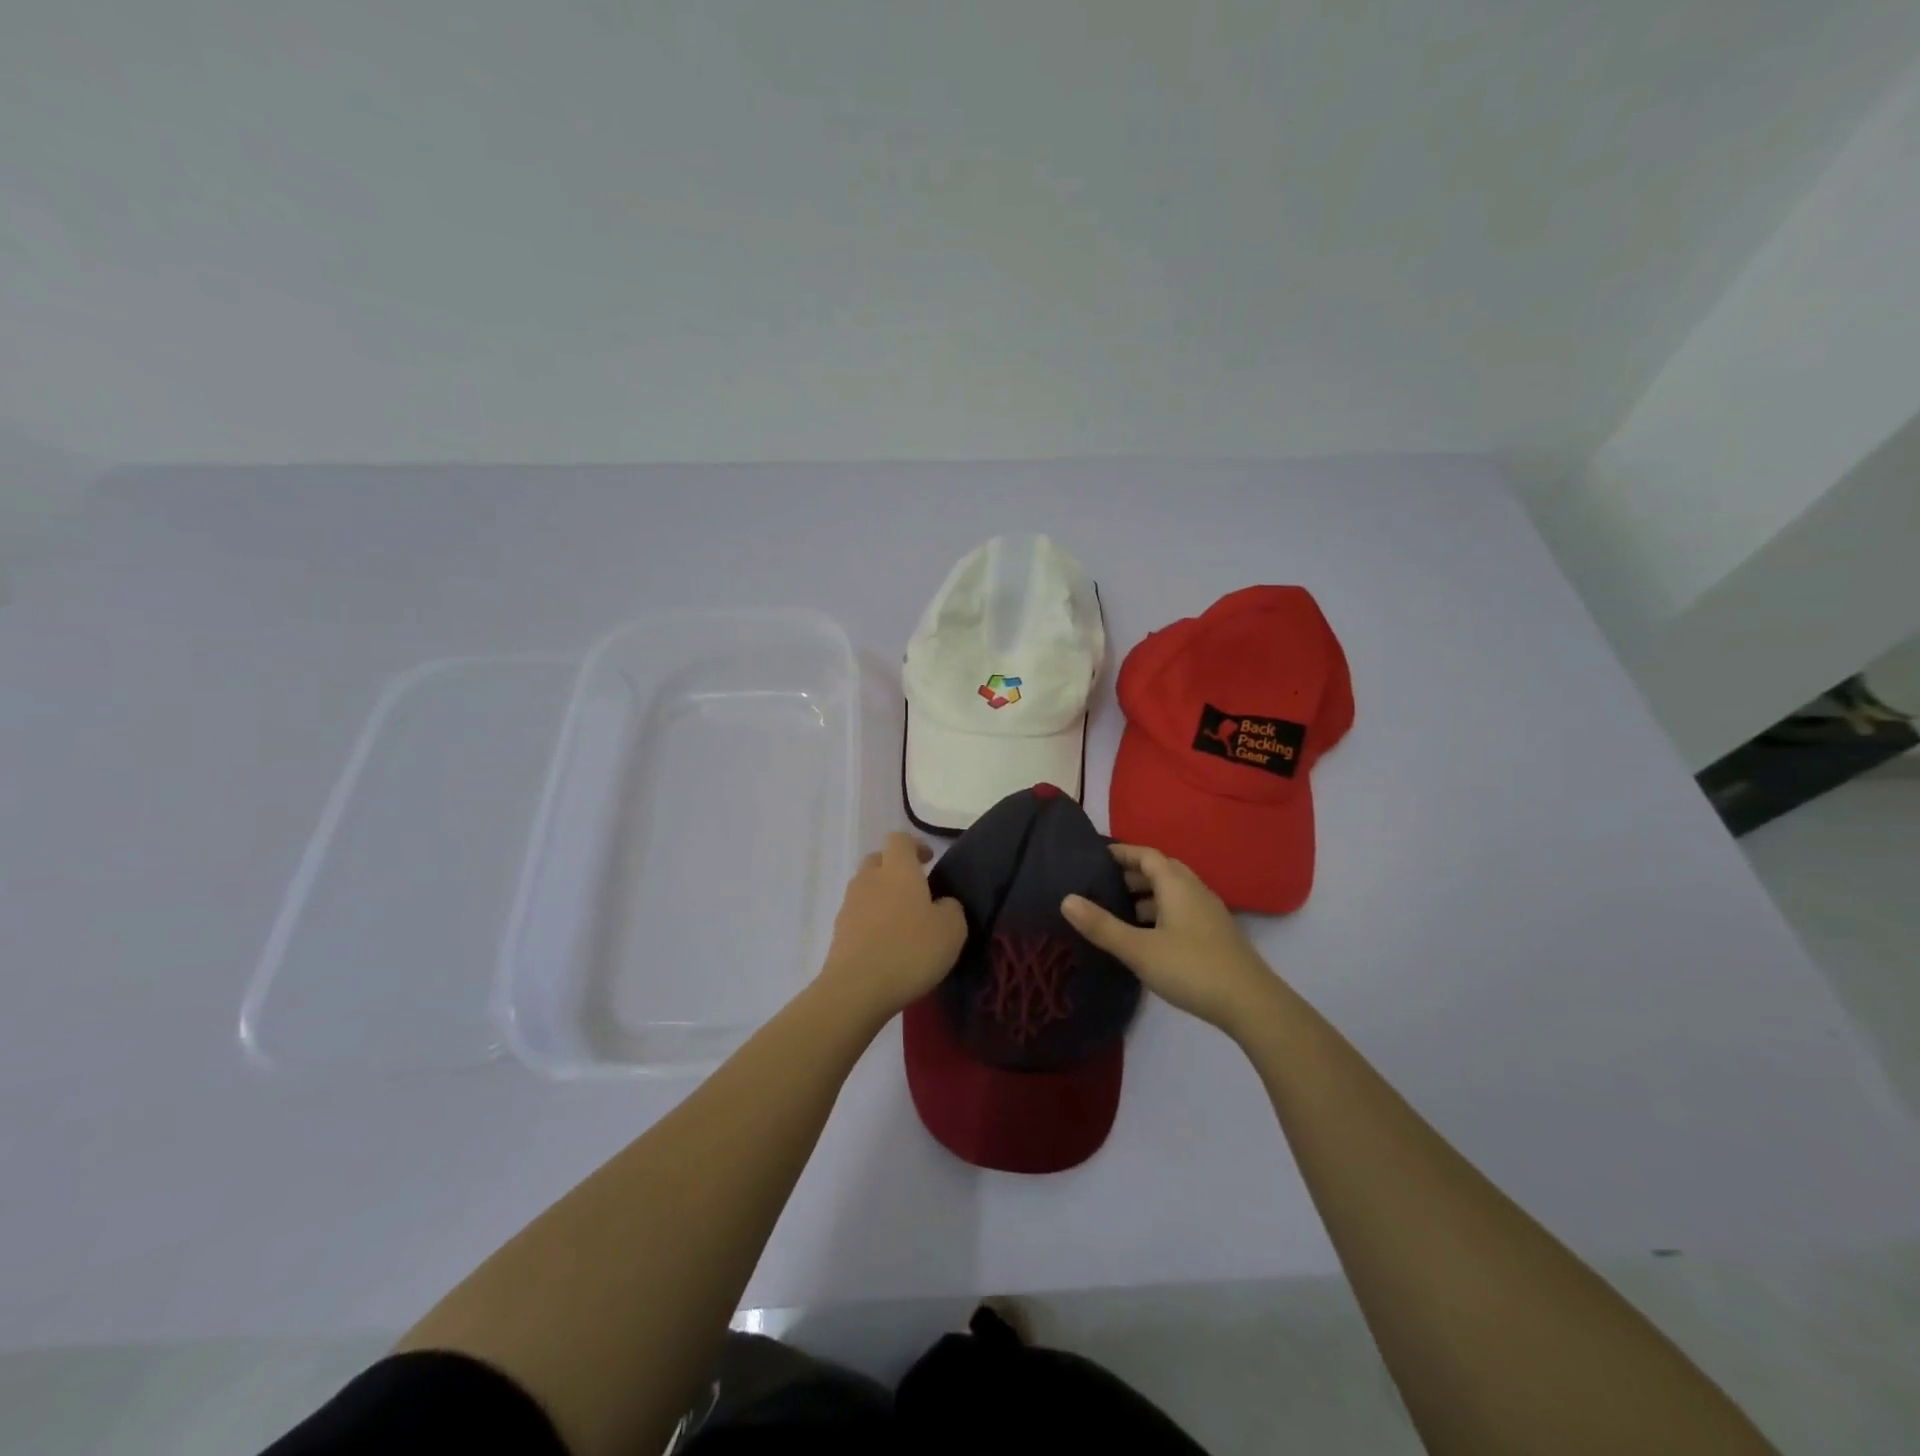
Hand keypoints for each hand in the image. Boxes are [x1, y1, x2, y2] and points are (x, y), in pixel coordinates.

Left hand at [820, 832, 967, 1018]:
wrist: (856, 989)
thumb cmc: (910, 950)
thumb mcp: (951, 929)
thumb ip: (951, 907)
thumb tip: (941, 903)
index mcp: (898, 869)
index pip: (900, 839)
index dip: (915, 846)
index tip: (929, 861)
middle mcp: (869, 878)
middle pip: (878, 860)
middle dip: (895, 869)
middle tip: (916, 890)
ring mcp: (849, 904)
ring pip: (866, 888)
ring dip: (882, 896)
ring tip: (902, 922)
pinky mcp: (838, 931)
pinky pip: (858, 915)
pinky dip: (871, 922)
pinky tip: (886, 945)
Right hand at [1062, 844, 1278, 1035]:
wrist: (1251, 1003)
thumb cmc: (1191, 968)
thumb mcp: (1139, 949)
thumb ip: (1102, 926)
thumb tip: (1066, 900)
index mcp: (1176, 884)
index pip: (1146, 854)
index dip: (1121, 852)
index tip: (1096, 856)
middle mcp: (1194, 890)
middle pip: (1161, 870)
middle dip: (1132, 873)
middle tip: (1101, 884)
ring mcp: (1208, 913)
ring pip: (1173, 892)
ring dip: (1146, 895)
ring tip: (1118, 910)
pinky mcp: (1215, 934)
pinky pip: (1181, 909)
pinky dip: (1160, 912)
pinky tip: (1147, 936)